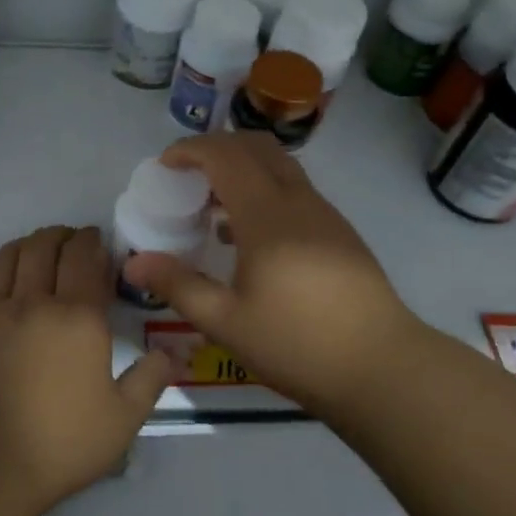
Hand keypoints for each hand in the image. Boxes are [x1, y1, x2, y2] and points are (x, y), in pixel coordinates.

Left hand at [0, 225, 171, 515]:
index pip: (86, 257)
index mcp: (79, 317)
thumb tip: (174, 353)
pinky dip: (4, 264)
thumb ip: (150, 379)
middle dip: (65, 236)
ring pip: (13, 253)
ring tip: (43, 250)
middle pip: (47, 245)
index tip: (101, 243)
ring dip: (32, 242)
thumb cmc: (59, 444)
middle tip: (76, 244)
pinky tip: (10, 277)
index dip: (94, 242)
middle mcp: (36, 301)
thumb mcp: (121, 420)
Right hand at [122, 133, 425, 418]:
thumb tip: (134, 263)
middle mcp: (298, 202)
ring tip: (214, 206)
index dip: (191, 149)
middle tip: (188, 175)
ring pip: (281, 167)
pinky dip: (266, 191)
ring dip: (244, 169)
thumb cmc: (297, 344)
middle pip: (257, 147)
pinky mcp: (341, 233)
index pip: (225, 156)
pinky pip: (296, 192)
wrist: (382, 368)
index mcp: (267, 215)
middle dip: (218, 148)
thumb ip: (178, 286)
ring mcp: (325, 215)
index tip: (165, 164)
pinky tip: (250, 238)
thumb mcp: (226, 321)